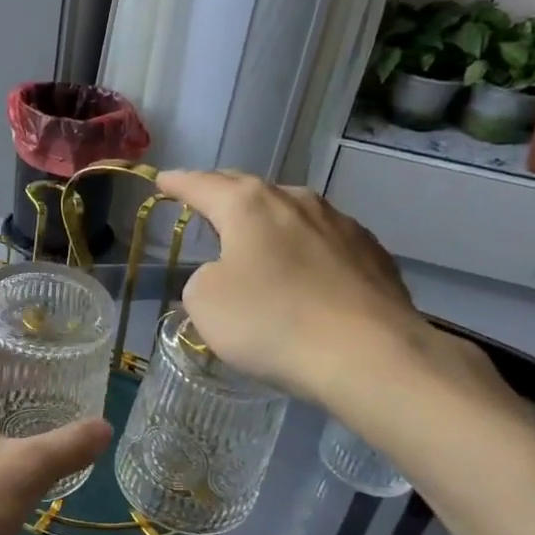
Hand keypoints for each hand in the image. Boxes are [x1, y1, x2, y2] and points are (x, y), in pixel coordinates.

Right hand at [156, 170, 504, 431]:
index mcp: (249, 206)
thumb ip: (203, 279)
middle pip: (249, 190)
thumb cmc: (272, 321)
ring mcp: (341, 224)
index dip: (178, 183)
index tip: (162, 180)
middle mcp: (296, 201)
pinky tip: (306, 272)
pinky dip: (305, 249)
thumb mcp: (205, 303)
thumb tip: (227, 275)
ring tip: (256, 238)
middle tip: (204, 200)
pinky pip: (325, 242)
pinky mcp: (372, 254)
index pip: (202, 185)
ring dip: (269, 222)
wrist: (368, 354)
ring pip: (291, 213)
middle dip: (223, 193)